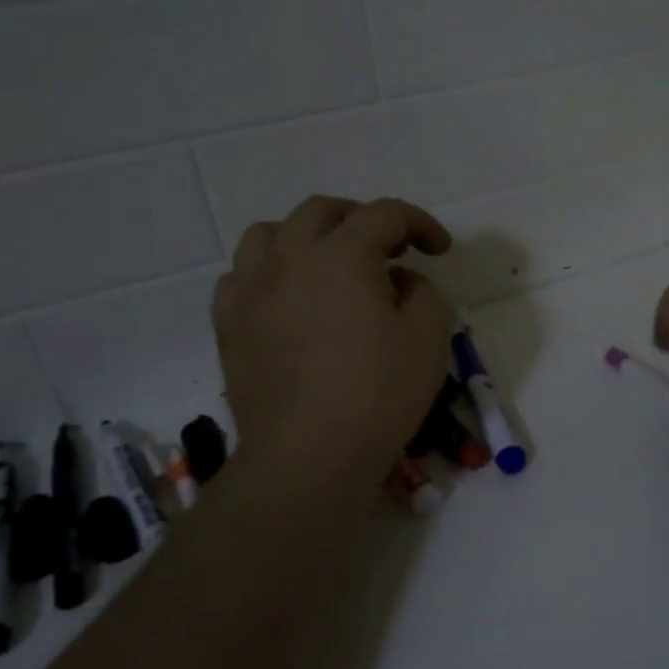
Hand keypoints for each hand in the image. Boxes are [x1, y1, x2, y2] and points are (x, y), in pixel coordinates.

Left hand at [213, 195, 452, 505]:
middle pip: (323, 211)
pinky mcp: (228, 323)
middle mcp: (289, 258)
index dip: (420, 223)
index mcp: (342, 255)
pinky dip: (270, 271)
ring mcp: (250, 289)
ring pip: (271, 233)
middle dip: (363, 219)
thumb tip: (399, 279)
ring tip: (330, 264)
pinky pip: (242, 274)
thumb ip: (422, 292)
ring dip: (308, 236)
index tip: (440, 249)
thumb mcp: (427, 338)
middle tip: (389, 250)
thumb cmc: (378, 396)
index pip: (385, 214)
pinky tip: (288, 298)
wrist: (307, 457)